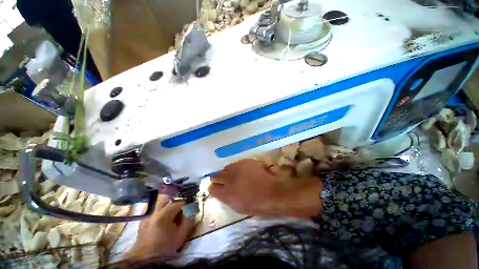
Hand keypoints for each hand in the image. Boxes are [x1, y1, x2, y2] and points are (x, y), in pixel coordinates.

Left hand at [127, 195, 194, 258]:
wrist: (146, 259)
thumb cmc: (165, 248)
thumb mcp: (181, 235)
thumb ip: (188, 221)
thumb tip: (192, 210)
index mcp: (164, 215)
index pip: (179, 202)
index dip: (186, 205)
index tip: (190, 209)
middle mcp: (154, 211)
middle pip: (169, 200)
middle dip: (177, 203)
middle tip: (181, 211)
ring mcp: (147, 215)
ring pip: (160, 203)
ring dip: (168, 206)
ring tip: (172, 214)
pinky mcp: (143, 219)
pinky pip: (154, 209)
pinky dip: (161, 210)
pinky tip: (163, 219)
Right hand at [208, 159, 322, 217]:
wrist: (274, 192)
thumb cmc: (258, 205)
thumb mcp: (239, 207)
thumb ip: (228, 198)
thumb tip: (222, 192)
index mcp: (227, 195)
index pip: (212, 188)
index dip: (212, 187)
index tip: (214, 186)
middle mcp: (229, 180)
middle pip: (216, 176)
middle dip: (217, 178)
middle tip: (222, 179)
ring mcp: (237, 169)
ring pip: (226, 168)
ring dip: (228, 172)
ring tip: (234, 175)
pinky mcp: (245, 162)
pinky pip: (236, 164)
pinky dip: (236, 167)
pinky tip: (242, 171)